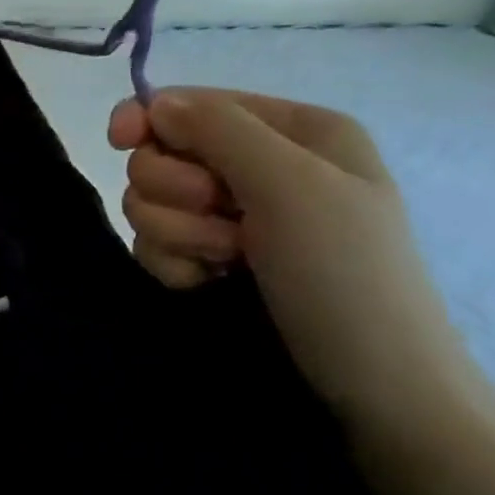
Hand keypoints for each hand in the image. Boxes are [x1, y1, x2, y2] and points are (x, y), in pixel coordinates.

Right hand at [107, 89, 468, 419]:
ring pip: (151, 202)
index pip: (194, 103)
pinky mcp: (212, 261)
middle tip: (224, 224)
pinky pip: (156, 244)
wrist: (374, 392)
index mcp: (294, 132)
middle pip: (162, 153)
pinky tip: (206, 282)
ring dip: (178, 233)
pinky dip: (174, 263)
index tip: (121, 140)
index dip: (151, 117)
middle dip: (177, 192)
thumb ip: (220, 130)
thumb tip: (156, 103)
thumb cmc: (345, 276)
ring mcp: (234, 218)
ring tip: (225, 262)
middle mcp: (260, 167)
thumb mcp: (294, 187)